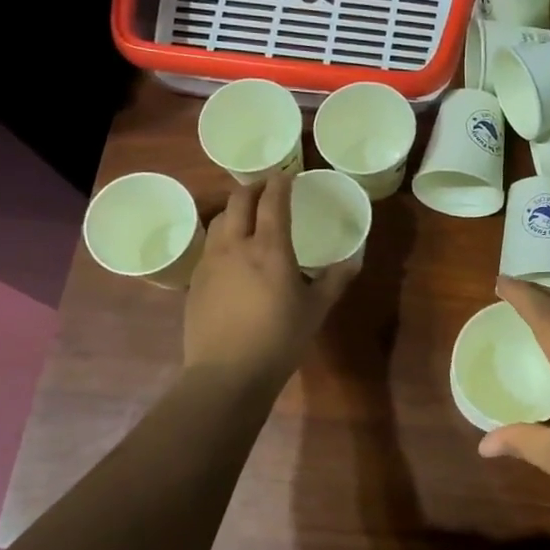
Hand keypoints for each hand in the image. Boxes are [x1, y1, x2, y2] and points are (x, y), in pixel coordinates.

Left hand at [183, 175, 356, 386]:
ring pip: (219, 220)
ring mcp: (211, 262)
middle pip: (238, 201)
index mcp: (269, 248)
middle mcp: (236, 245)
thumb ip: (335, 280)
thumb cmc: (279, 339)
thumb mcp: (316, 310)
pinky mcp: (196, 281)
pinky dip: (223, 234)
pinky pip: (210, 244)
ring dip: (235, 208)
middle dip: (254, 188)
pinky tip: (232, 251)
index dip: (280, 183)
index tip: (288, 176)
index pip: (272, 201)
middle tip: (268, 188)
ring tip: (248, 213)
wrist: (227, 373)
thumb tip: (354, 260)